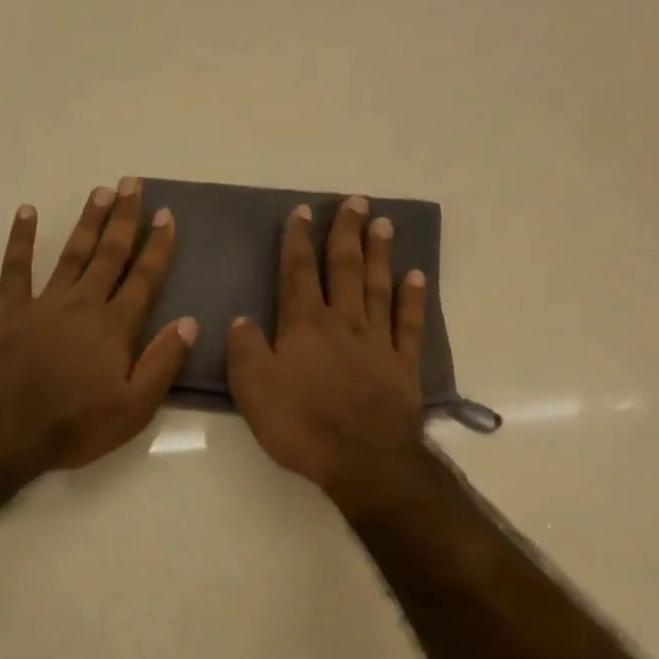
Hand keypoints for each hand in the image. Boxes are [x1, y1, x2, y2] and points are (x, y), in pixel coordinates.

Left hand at [0, 179, 196, 475]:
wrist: (4, 430)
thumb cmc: (74, 425)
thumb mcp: (134, 408)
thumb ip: (163, 363)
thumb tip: (190, 322)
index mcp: (115, 327)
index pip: (144, 279)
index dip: (157, 246)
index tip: (166, 215)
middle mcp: (83, 305)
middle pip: (109, 255)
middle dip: (124, 219)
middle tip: (132, 184)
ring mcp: (44, 304)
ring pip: (72, 254)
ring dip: (87, 222)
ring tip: (100, 191)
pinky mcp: (10, 312)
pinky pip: (16, 269)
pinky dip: (22, 240)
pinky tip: (27, 213)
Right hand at [226, 196, 428, 507]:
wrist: (362, 456)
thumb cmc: (301, 424)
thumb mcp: (253, 389)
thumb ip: (245, 350)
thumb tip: (243, 320)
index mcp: (304, 326)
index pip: (297, 274)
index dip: (297, 242)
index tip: (302, 213)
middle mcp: (343, 322)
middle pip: (344, 269)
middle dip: (346, 233)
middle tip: (355, 202)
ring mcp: (377, 341)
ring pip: (377, 286)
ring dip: (379, 254)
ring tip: (382, 224)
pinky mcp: (403, 363)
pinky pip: (408, 322)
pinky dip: (412, 297)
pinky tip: (415, 276)